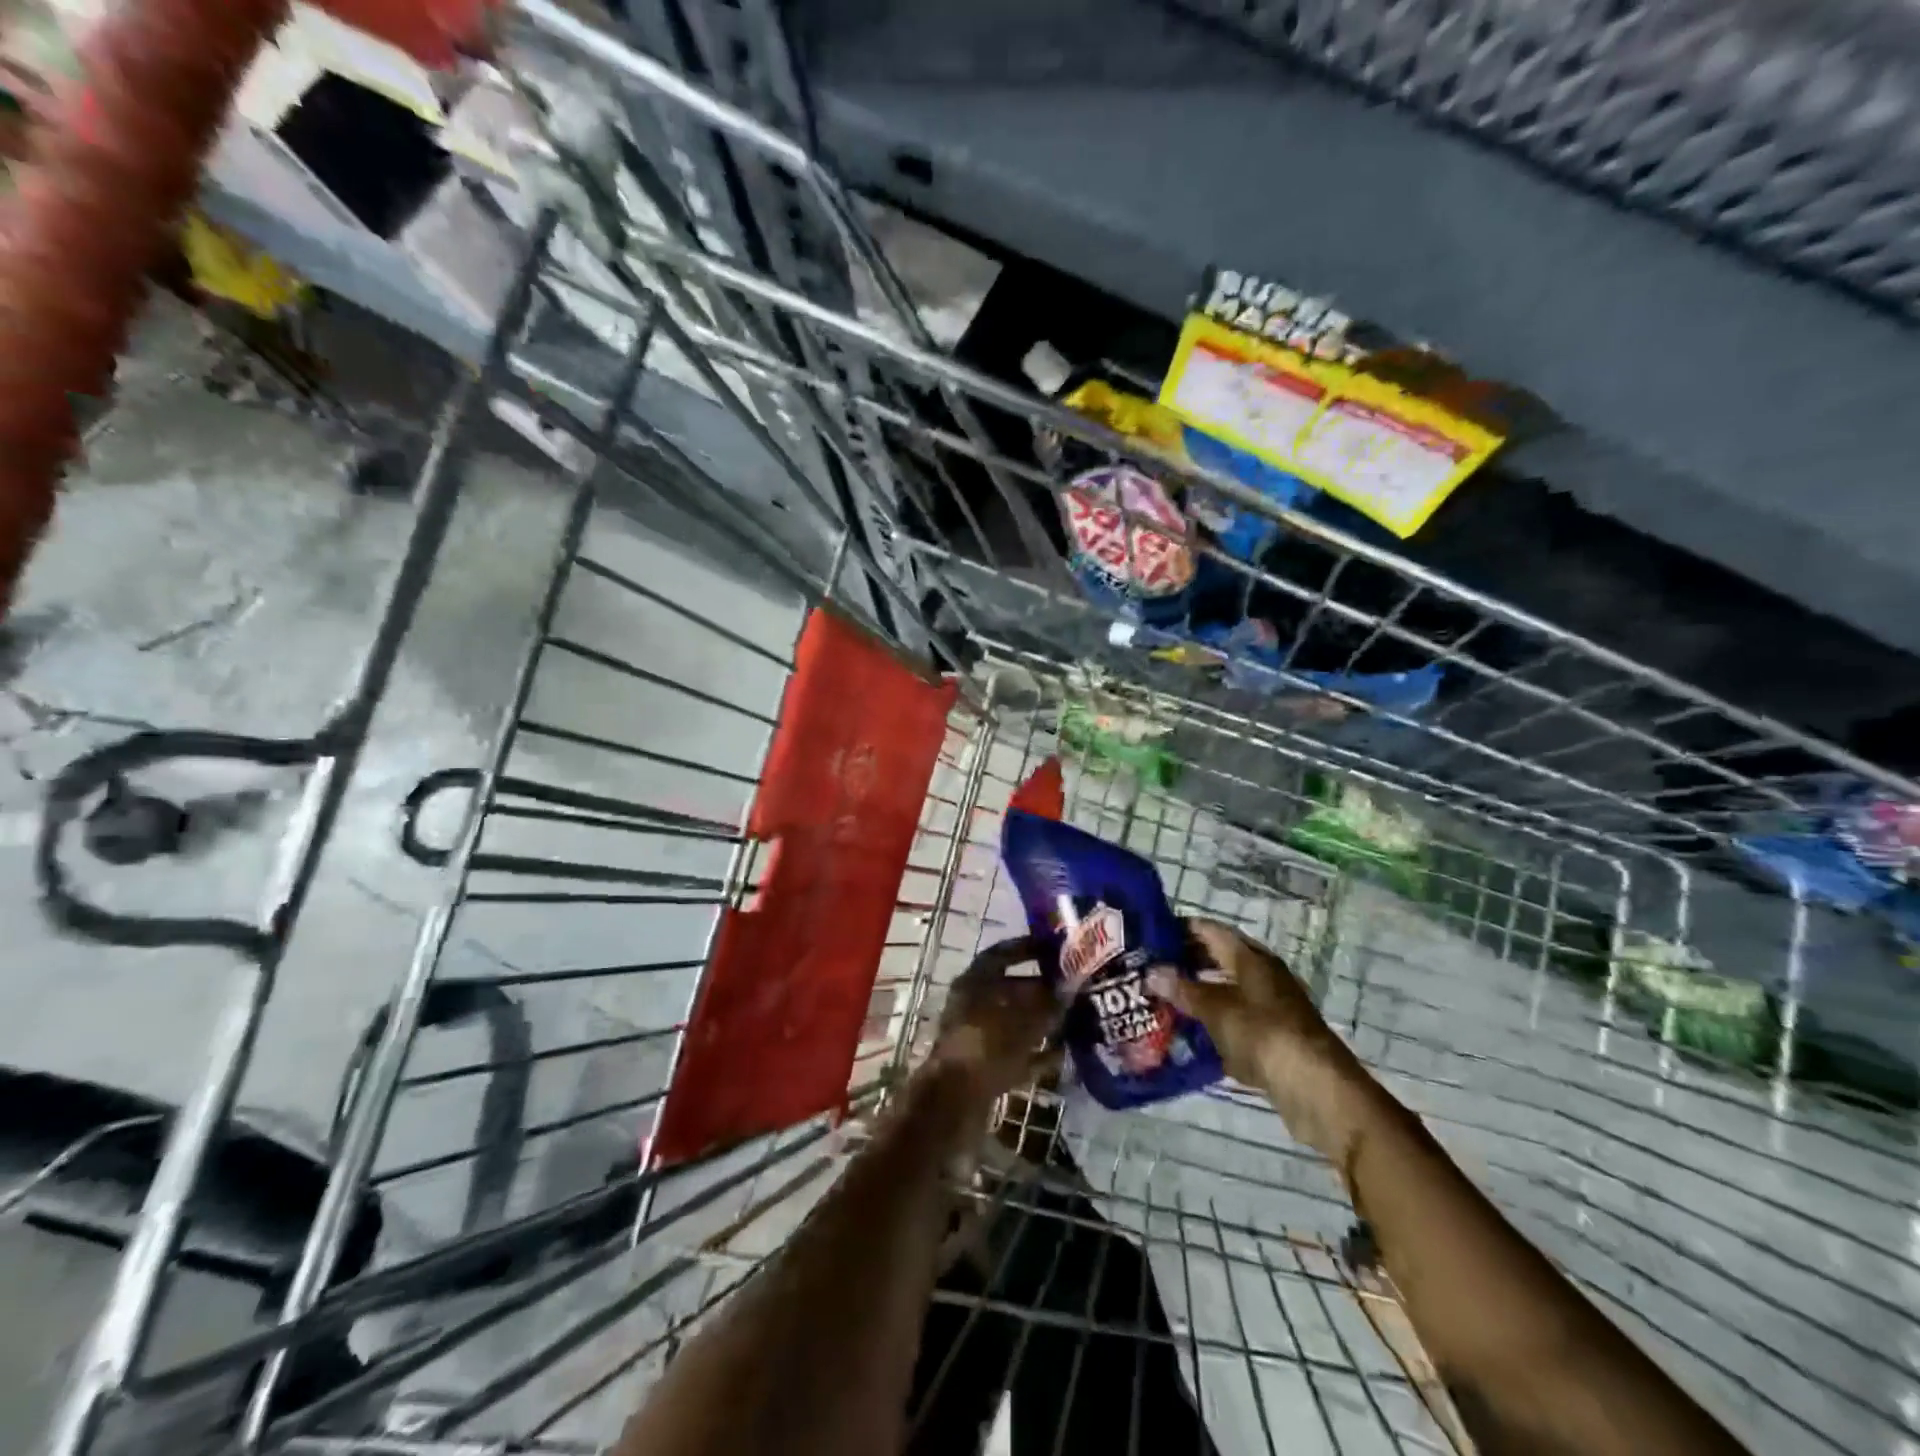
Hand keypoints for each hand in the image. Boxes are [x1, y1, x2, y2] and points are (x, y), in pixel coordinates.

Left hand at [926, 937, 1062, 1104]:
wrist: (956, 1102)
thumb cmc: (987, 1044)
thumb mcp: (1023, 1017)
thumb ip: (1047, 1001)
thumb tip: (1068, 990)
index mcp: (974, 981)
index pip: (1002, 954)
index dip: (1026, 948)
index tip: (1054, 948)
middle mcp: (973, 1004)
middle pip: (1011, 989)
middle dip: (1041, 989)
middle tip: (1074, 988)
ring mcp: (977, 1037)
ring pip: (1015, 1023)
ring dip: (1042, 1022)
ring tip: (1074, 1019)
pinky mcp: (984, 1068)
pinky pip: (1016, 1054)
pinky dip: (1037, 1053)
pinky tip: (1063, 1054)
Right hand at [1149, 919, 1372, 1165]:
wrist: (1317, 1089)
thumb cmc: (1264, 1035)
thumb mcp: (1217, 1010)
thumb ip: (1184, 990)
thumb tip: (1152, 971)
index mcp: (1251, 958)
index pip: (1210, 931)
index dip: (1181, 929)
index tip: (1149, 936)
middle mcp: (1263, 976)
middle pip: (1219, 960)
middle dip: (1186, 964)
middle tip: (1150, 970)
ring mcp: (1270, 1008)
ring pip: (1226, 992)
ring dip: (1198, 996)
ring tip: (1162, 1001)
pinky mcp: (1273, 1038)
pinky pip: (1235, 1022)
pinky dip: (1213, 1024)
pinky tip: (1189, 1036)